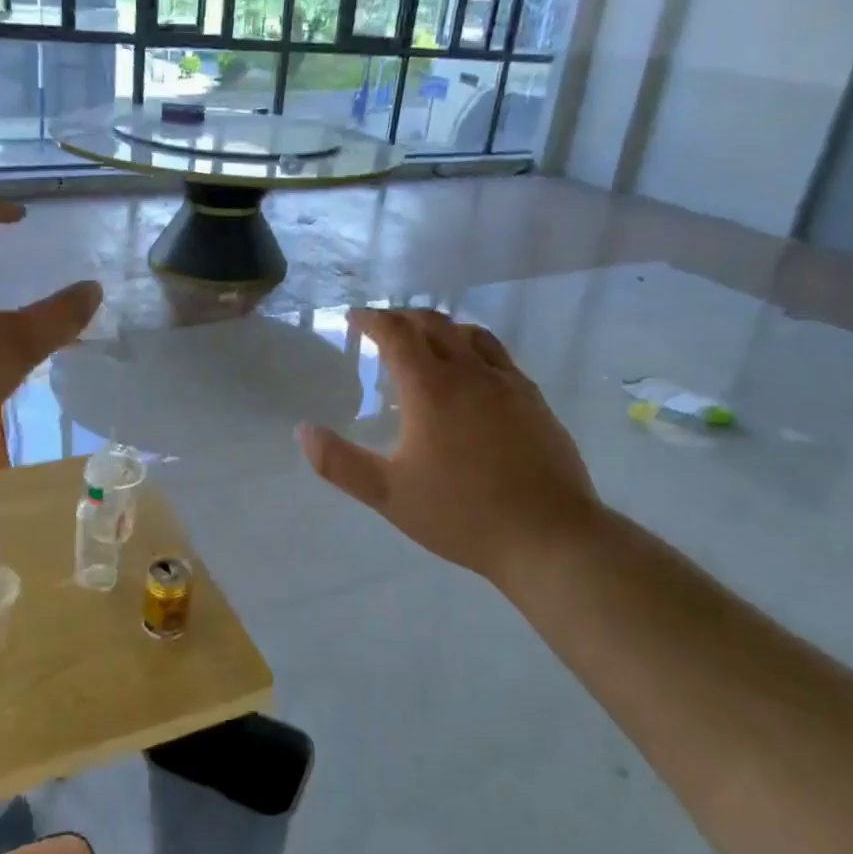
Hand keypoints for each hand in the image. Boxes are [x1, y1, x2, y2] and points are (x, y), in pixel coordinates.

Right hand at [297, 308, 599, 579]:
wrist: (549, 536)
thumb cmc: (462, 514)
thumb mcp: (389, 495)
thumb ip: (340, 463)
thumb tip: (303, 431)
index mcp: (430, 388)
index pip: (396, 333)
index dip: (372, 319)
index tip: (354, 317)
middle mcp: (469, 372)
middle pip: (433, 324)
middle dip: (403, 318)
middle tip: (383, 326)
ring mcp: (508, 383)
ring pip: (470, 334)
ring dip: (441, 327)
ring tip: (426, 340)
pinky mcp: (534, 400)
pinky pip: (498, 356)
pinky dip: (474, 348)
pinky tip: (474, 373)